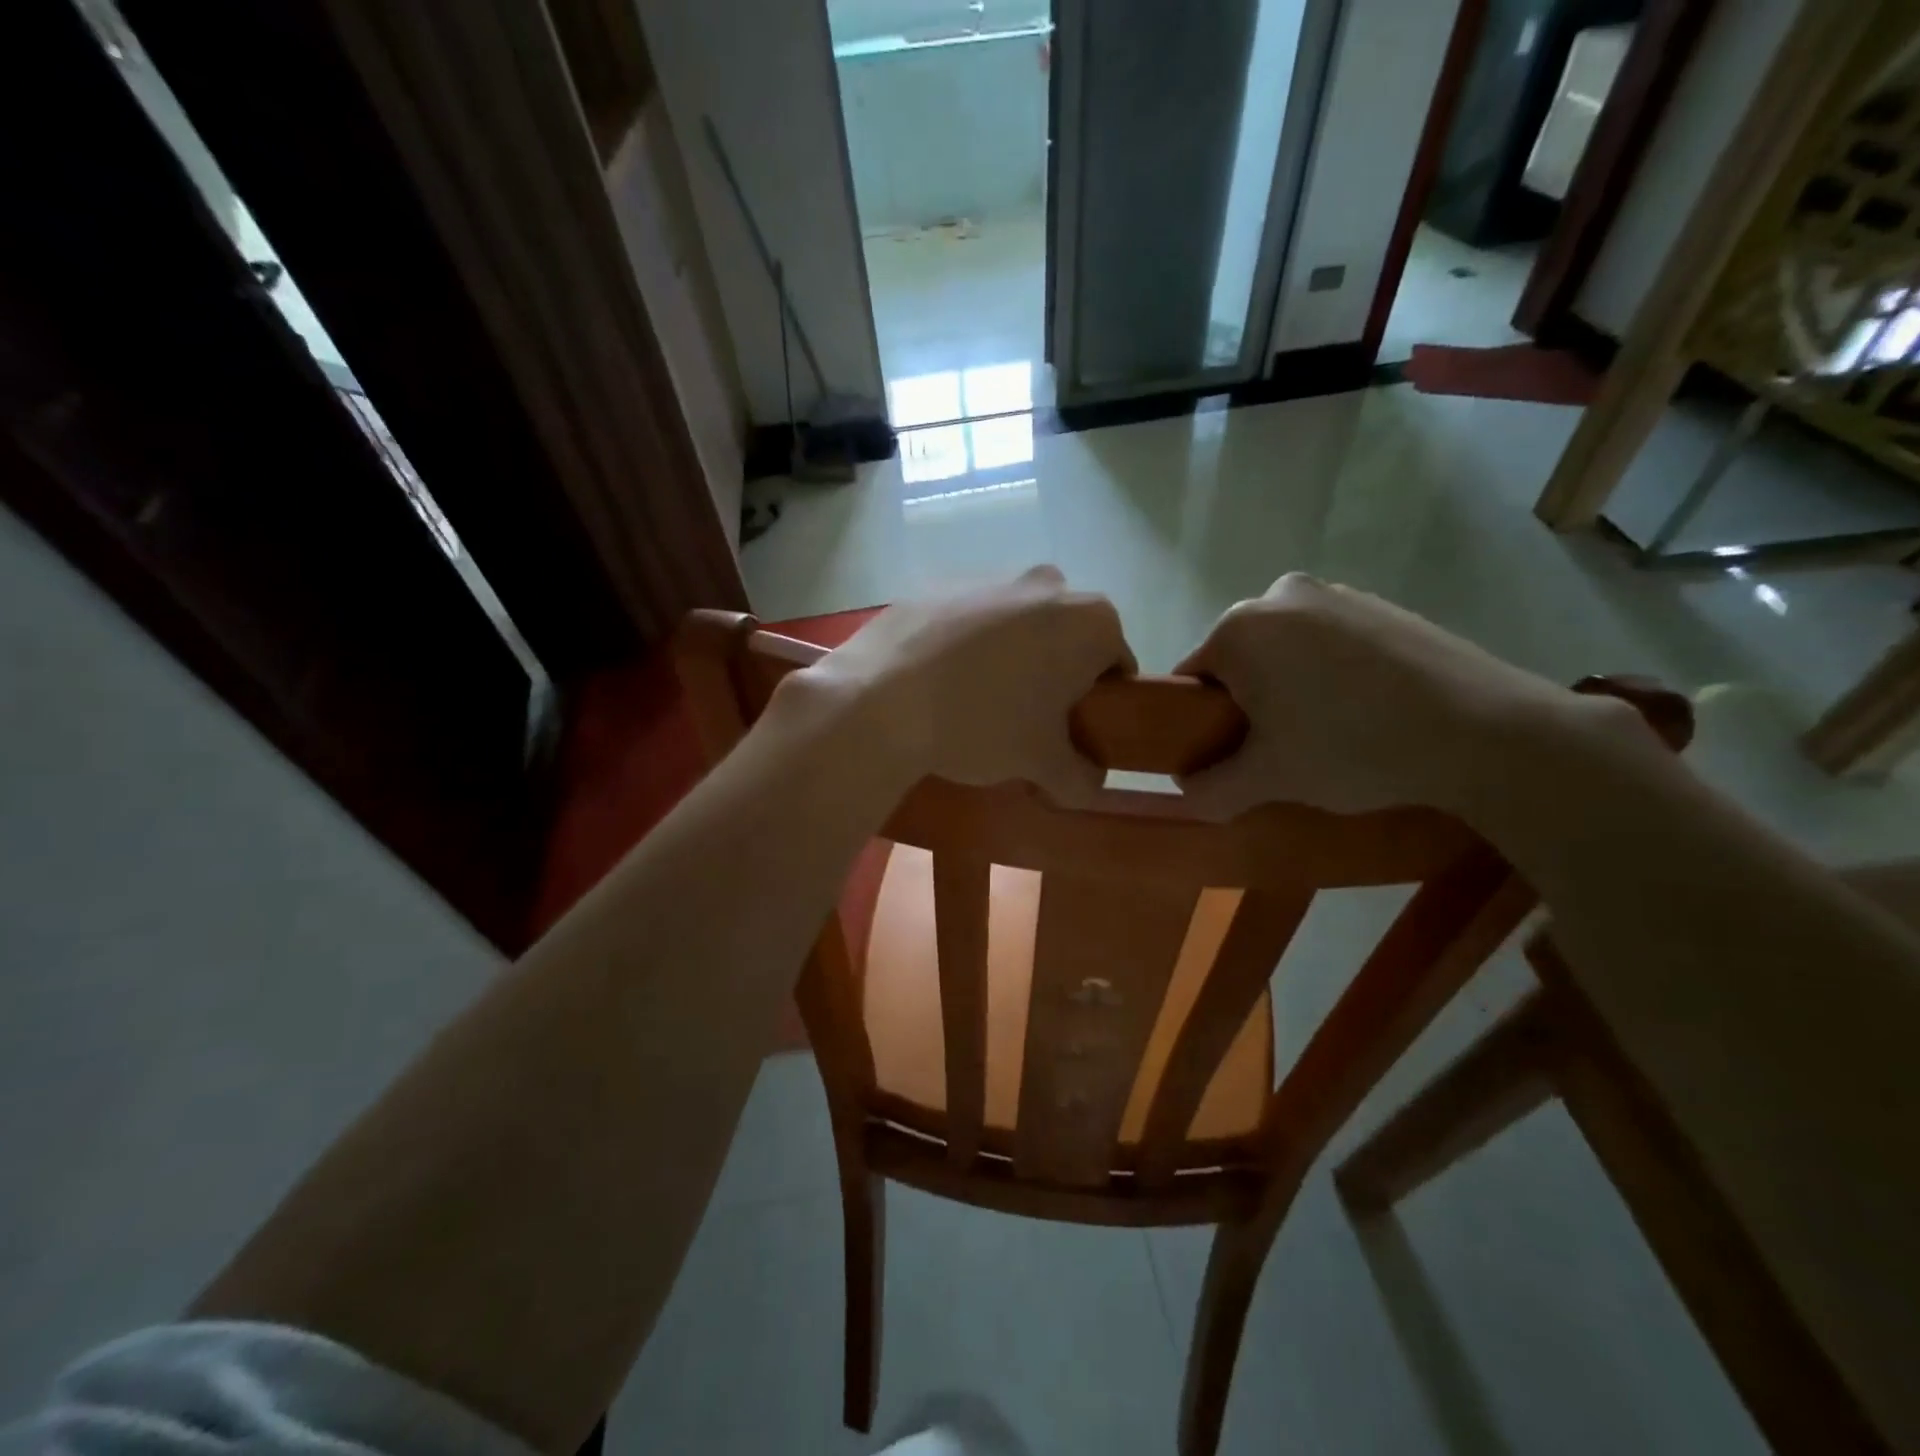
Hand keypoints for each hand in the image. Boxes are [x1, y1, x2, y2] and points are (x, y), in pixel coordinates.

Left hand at [797, 566, 1134, 804]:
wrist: (882, 696)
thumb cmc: (983, 724)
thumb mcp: (1041, 763)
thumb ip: (1080, 777)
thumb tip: (1091, 785)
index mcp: (1091, 621)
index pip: (1115, 666)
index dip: (1097, 704)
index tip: (1068, 732)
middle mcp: (1048, 584)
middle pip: (1066, 639)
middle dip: (1054, 675)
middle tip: (1024, 721)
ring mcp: (992, 576)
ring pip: (1018, 625)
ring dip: (1011, 658)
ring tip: (975, 701)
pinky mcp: (942, 582)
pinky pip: (971, 619)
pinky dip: (967, 644)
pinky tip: (940, 680)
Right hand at [1174, 574, 1619, 817]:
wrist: (1482, 730)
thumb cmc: (1351, 747)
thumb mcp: (1268, 780)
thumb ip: (1211, 789)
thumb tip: (1185, 791)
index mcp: (1238, 628)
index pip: (1191, 679)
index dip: (1200, 722)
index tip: (1229, 755)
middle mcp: (1278, 595)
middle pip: (1238, 660)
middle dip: (1247, 702)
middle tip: (1278, 748)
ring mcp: (1334, 593)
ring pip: (1283, 649)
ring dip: (1287, 686)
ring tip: (1326, 731)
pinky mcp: (1378, 603)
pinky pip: (1327, 641)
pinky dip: (1328, 672)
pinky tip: (1363, 709)